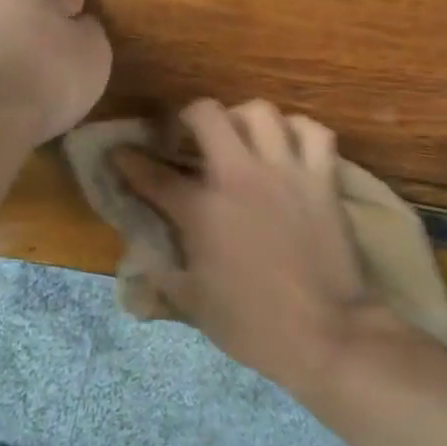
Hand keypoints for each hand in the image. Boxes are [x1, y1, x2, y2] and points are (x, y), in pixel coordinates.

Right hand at [114, 99, 398, 393]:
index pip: (153, 174)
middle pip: (207, 114)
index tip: (120, 153)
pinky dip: (299, 131)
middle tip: (189, 136)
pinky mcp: (322, 179)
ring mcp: (285, 172)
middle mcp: (239, 177)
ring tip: (241, 137)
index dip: (129, 160)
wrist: (326, 333)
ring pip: (261, 112)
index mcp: (201, 210)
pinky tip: (290, 145)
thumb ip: (159, 275)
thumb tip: (138, 257)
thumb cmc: (253, 325)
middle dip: (189, 117)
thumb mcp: (193, 305)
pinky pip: (314, 132)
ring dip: (243, 119)